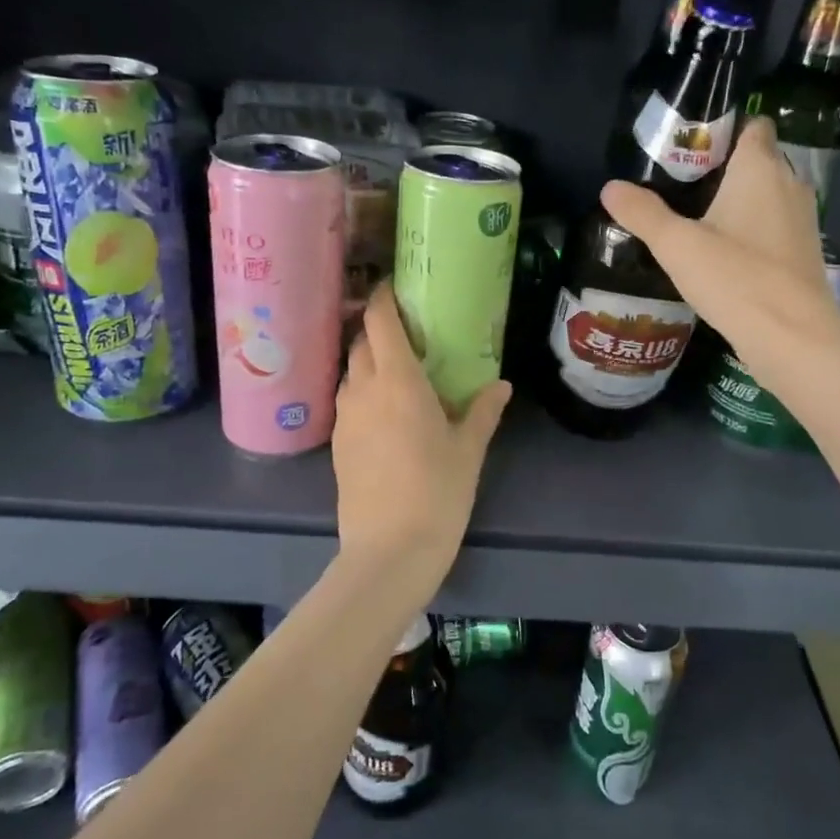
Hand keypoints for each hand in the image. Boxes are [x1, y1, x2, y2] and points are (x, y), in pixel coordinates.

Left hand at [332, 285, 510, 598]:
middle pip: (362, 343)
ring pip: (351, 373)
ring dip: (368, 361)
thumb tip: (501, 385)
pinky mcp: (337, 444)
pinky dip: (363, 392)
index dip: (384, 298)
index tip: (395, 287)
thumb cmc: (438, 493)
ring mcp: (345, 418)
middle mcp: (364, 391)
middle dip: (378, 329)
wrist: (389, 551)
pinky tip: (384, 411)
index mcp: (398, 382)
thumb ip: (483, 411)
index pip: (381, 323)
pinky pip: (347, 402)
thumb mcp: (469, 450)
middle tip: (407, 332)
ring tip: (397, 370)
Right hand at [601, 118, 839, 390]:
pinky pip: (774, 226)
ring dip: (739, 201)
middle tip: (681, 184)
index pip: (753, 125)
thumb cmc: (736, 278)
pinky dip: (752, 230)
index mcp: (760, 168)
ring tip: (697, 218)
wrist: (792, 336)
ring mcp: (801, 220)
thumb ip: (643, 213)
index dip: (725, 129)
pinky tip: (723, 253)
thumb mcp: (677, 246)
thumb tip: (610, 187)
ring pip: (767, 195)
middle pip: (758, 159)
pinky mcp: (803, 252)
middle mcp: (789, 184)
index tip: (691, 147)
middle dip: (725, 167)